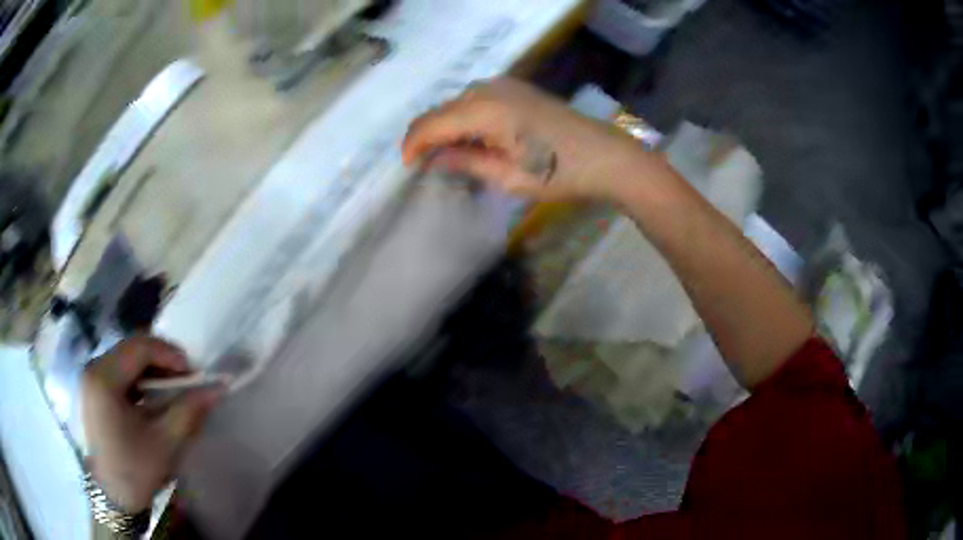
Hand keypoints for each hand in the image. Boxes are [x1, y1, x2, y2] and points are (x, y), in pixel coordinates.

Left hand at [81, 337, 222, 512]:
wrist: (112, 496)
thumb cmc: (135, 471)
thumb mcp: (165, 443)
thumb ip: (189, 410)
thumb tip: (218, 388)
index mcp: (104, 379)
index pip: (139, 347)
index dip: (170, 354)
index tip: (194, 374)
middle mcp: (93, 368)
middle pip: (131, 348)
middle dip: (162, 359)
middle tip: (186, 380)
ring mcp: (91, 377)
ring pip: (125, 356)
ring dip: (151, 367)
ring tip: (172, 387)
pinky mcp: (93, 388)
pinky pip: (119, 369)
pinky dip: (139, 377)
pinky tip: (152, 396)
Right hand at [402, 77, 669, 202]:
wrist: (605, 157)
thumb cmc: (559, 173)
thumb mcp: (508, 177)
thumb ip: (465, 163)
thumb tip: (431, 160)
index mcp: (483, 110)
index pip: (430, 124)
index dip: (413, 146)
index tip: (408, 168)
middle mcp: (487, 89)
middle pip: (440, 110)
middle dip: (428, 137)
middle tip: (428, 166)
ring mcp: (503, 85)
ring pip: (457, 104)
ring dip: (447, 127)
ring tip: (451, 156)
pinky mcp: (516, 89)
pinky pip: (476, 100)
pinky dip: (466, 119)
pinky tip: (474, 139)